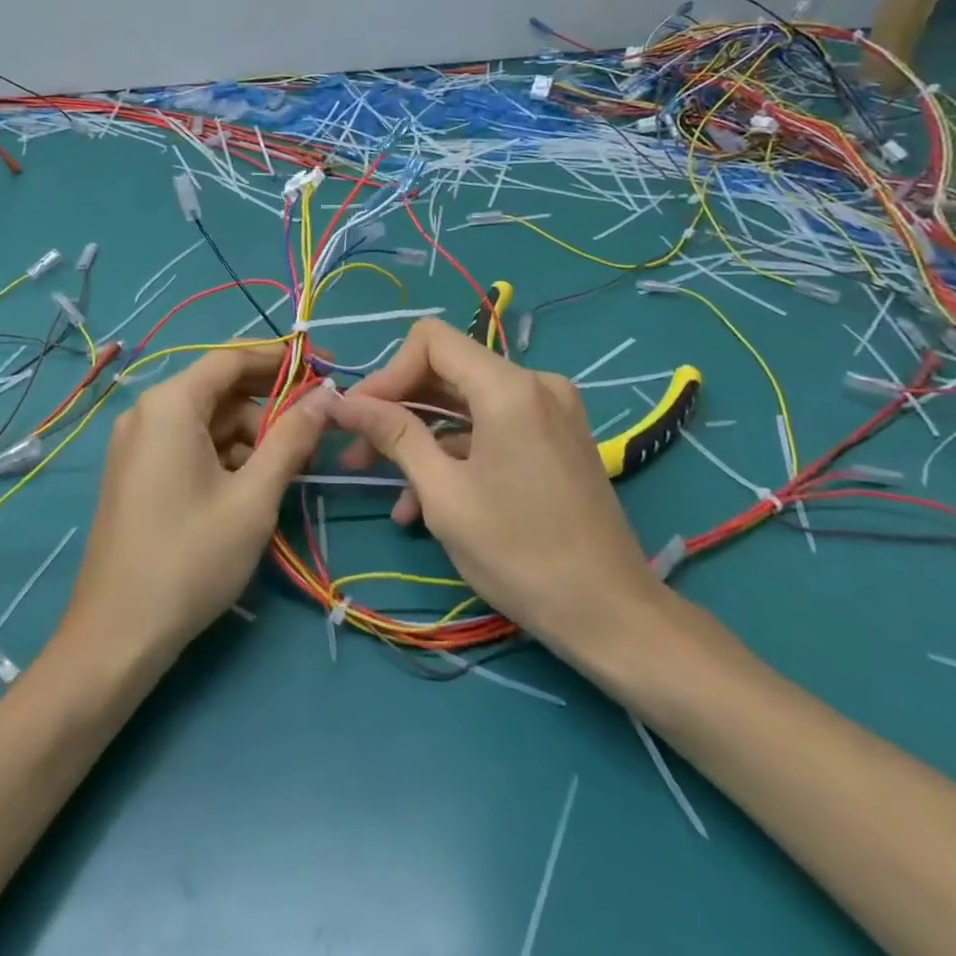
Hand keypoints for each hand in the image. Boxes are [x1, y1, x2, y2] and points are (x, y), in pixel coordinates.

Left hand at [61, 344, 332, 662]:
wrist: (116, 636)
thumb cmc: (191, 558)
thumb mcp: (254, 497)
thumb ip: (293, 437)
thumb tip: (326, 394)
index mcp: (171, 404)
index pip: (233, 358)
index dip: (283, 358)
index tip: (326, 368)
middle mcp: (148, 412)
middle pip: (220, 389)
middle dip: (270, 404)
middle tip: (317, 426)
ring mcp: (137, 443)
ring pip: (208, 420)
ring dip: (251, 435)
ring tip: (291, 467)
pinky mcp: (137, 472)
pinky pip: (189, 444)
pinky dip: (225, 455)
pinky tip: (253, 485)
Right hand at [330, 318, 664, 659]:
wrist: (611, 615)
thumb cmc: (519, 554)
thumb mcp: (444, 494)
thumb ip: (394, 435)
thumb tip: (344, 403)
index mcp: (509, 387)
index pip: (430, 340)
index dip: (387, 372)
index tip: (360, 416)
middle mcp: (535, 383)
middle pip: (448, 369)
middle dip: (398, 406)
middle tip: (356, 448)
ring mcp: (550, 409)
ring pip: (466, 402)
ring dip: (422, 436)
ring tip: (385, 485)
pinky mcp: (556, 436)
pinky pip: (493, 426)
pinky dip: (457, 451)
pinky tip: (424, 500)